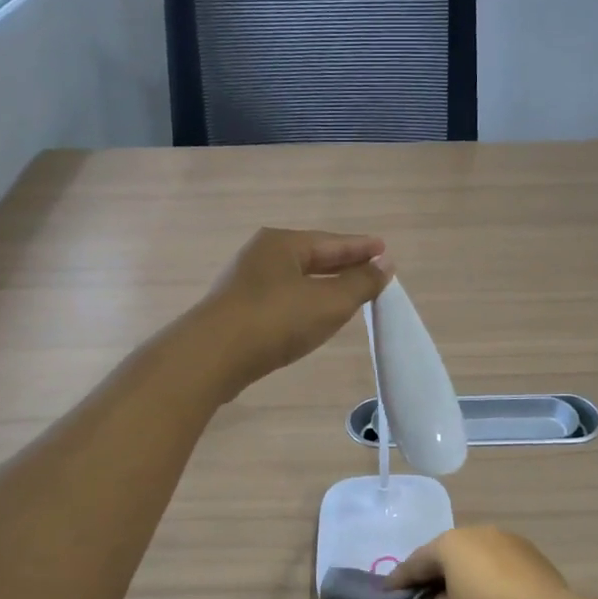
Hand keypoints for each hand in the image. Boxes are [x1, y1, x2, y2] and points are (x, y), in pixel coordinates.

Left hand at [198, 228, 391, 392]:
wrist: (212, 356)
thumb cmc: (275, 320)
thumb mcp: (329, 302)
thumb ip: (361, 283)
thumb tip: (386, 264)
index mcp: (282, 243)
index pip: (332, 242)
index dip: (361, 248)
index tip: (384, 250)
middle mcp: (261, 255)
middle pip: (312, 257)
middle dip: (342, 264)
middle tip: (370, 270)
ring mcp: (245, 283)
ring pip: (295, 279)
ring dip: (322, 284)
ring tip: (346, 293)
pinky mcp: (237, 311)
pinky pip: (282, 299)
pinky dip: (304, 302)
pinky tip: (311, 315)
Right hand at [388, 526, 578, 598]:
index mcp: (451, 544)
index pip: (416, 562)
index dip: (399, 579)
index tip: (386, 590)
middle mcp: (478, 532)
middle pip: (448, 553)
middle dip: (435, 572)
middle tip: (423, 591)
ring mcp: (509, 540)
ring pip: (477, 557)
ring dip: (467, 575)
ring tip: (462, 596)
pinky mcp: (533, 555)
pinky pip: (501, 567)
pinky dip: (492, 581)